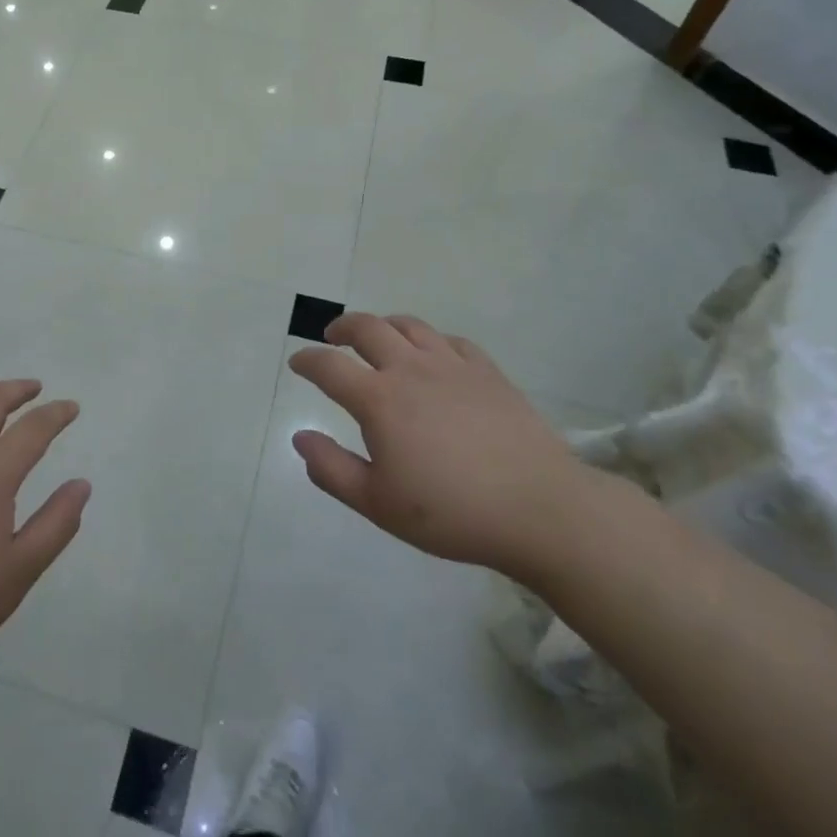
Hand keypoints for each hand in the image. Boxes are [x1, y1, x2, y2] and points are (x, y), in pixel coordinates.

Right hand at [288, 313, 605, 583]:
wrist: (539, 509)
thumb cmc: (451, 512)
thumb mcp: (378, 503)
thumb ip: (331, 469)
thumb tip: (300, 437)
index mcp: (380, 399)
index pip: (329, 367)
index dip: (307, 361)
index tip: (297, 363)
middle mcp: (411, 369)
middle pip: (368, 328)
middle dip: (342, 327)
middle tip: (332, 337)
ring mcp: (453, 366)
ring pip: (410, 326)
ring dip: (385, 325)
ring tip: (378, 336)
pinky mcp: (488, 372)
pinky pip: (452, 341)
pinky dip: (432, 341)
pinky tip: (434, 355)